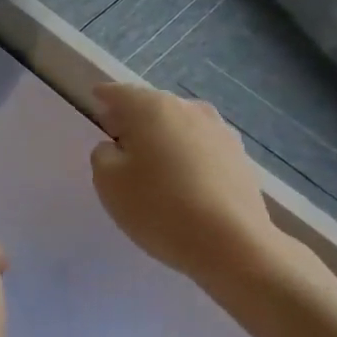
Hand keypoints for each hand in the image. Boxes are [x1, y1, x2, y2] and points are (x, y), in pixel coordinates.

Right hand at [89, 83, 299, 286]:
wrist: (233, 243)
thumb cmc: (159, 207)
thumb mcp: (108, 183)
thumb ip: (103, 156)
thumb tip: (115, 148)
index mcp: (151, 107)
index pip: (119, 93)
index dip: (104, 97)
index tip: (96, 101)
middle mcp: (187, 108)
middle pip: (152, 106)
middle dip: (134, 118)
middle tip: (119, 138)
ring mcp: (219, 131)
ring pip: (180, 125)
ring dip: (164, 136)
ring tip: (153, 161)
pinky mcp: (240, 157)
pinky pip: (202, 147)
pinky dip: (187, 154)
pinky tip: (183, 179)